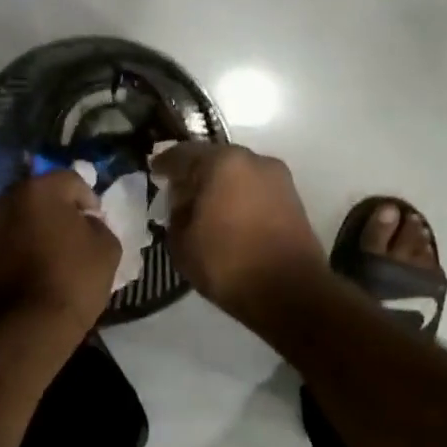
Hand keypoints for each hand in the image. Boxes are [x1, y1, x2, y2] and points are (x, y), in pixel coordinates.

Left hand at [0, 169, 120, 339]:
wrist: (28, 326)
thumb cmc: (73, 280)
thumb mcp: (107, 248)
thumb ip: (98, 225)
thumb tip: (86, 223)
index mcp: (38, 189)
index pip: (71, 181)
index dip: (89, 201)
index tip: (97, 223)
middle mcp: (6, 198)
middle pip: (39, 195)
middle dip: (58, 210)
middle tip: (74, 234)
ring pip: (19, 216)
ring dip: (35, 227)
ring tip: (53, 252)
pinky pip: (6, 239)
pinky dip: (19, 245)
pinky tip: (35, 266)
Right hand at [152, 142, 326, 325]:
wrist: (291, 293)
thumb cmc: (228, 264)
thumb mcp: (182, 243)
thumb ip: (175, 214)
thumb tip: (183, 204)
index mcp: (222, 163)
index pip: (183, 154)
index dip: (164, 163)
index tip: (153, 172)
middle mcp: (253, 160)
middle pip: (213, 159)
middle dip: (194, 173)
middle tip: (177, 192)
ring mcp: (278, 178)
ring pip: (237, 173)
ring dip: (218, 185)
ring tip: (203, 207)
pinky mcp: (293, 198)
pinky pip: (254, 188)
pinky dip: (238, 196)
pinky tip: (227, 216)